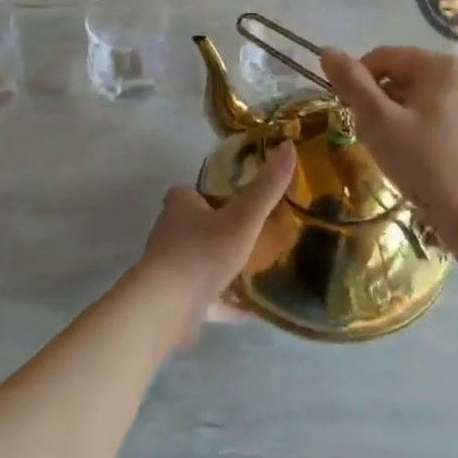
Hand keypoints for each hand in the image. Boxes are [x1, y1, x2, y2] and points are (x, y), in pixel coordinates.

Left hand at [139, 141, 295, 341]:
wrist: (168, 305)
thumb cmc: (204, 251)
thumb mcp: (243, 218)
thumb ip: (266, 188)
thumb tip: (289, 146)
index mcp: (181, 205)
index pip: (192, 193)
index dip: (212, 196)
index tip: (237, 202)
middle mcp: (170, 232)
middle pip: (195, 226)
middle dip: (219, 231)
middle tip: (252, 236)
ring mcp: (169, 267)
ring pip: (199, 262)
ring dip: (221, 267)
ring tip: (253, 271)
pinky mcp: (173, 298)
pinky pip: (204, 296)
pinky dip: (223, 301)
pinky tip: (248, 311)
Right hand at [321, 46, 457, 233]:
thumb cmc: (426, 164)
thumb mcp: (379, 121)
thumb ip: (352, 83)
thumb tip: (327, 51)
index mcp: (441, 65)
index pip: (381, 58)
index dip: (358, 83)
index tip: (351, 115)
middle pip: (397, 76)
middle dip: (377, 104)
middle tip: (373, 137)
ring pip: (410, 98)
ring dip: (391, 119)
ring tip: (392, 151)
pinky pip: (428, 115)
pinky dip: (411, 130)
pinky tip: (411, 158)